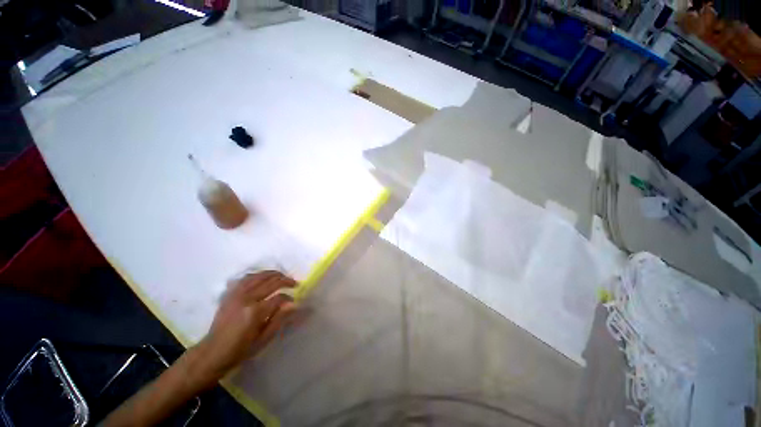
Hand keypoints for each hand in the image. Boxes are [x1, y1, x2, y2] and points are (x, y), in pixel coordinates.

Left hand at [192, 270, 297, 385]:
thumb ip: (279, 319)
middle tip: (294, 283)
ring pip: (259, 276)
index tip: (294, 302)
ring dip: (274, 274)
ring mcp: (236, 294)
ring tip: (282, 277)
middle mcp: (246, 298)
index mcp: (255, 312)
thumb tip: (293, 304)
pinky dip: (258, 275)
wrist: (211, 353)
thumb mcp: (263, 339)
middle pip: (271, 282)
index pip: (279, 297)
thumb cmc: (240, 350)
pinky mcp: (230, 294)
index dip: (289, 298)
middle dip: (286, 281)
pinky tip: (264, 277)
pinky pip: (246, 278)